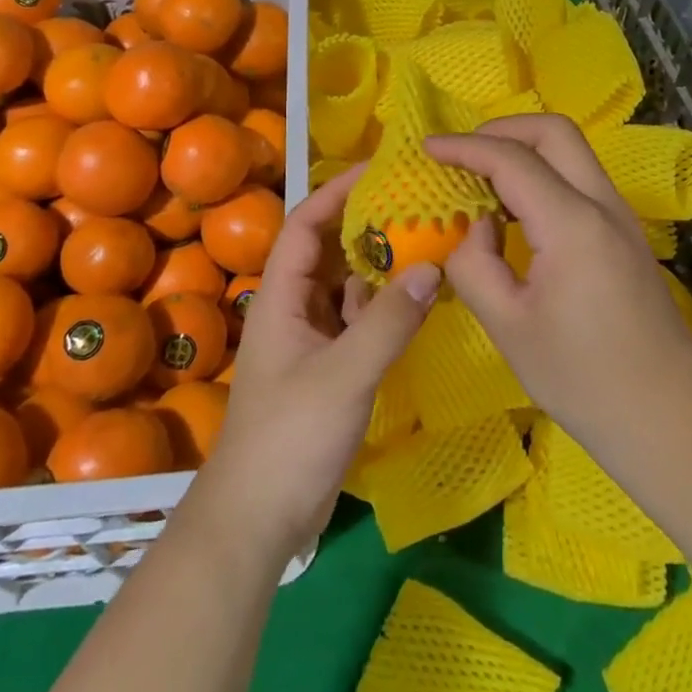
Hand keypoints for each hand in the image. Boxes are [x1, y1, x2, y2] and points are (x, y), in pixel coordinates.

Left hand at [192, 165, 438, 562]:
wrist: (258, 520)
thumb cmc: (290, 438)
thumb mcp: (344, 375)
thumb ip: (388, 322)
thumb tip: (432, 266)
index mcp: (281, 297)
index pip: (304, 224)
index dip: (336, 192)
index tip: (378, 171)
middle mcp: (293, 309)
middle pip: (329, 250)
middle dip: (367, 225)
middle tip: (416, 203)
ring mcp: (311, 340)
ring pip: (346, 286)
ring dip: (380, 266)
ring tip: (427, 242)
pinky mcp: (328, 367)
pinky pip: (358, 321)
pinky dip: (384, 306)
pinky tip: (418, 300)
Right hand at [424, 115, 691, 457]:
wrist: (668, 419)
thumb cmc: (583, 379)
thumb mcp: (508, 326)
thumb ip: (475, 266)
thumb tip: (475, 230)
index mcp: (572, 224)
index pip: (512, 160)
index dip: (465, 147)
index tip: (427, 147)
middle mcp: (602, 205)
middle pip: (554, 132)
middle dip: (502, 129)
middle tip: (461, 154)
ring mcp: (620, 218)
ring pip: (572, 153)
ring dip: (524, 151)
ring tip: (481, 182)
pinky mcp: (625, 236)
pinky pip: (579, 182)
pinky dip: (543, 177)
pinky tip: (515, 214)